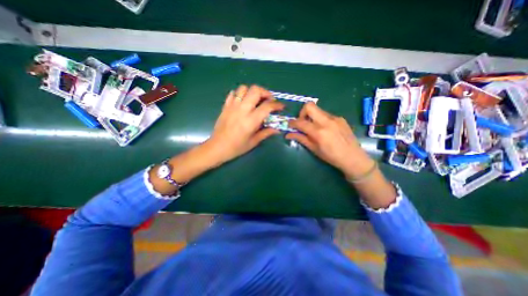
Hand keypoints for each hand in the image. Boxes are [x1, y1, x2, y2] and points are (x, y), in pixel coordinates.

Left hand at [203, 85, 284, 165]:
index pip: (267, 106)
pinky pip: (233, 93)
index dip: (277, 105)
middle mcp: (242, 110)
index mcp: (251, 120)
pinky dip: (240, 94)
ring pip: (243, 88)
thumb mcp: (253, 142)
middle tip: (268, 100)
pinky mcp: (225, 106)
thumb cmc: (236, 147)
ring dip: (252, 92)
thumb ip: (266, 133)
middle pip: (255, 90)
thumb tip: (277, 129)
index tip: (281, 107)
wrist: (217, 147)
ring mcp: (232, 106)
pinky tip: (243, 102)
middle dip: (265, 92)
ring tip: (255, 100)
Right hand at [285, 102, 374, 178]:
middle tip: (302, 122)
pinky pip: (326, 115)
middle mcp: (327, 121)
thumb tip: (288, 135)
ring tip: (314, 128)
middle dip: (302, 112)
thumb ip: (301, 139)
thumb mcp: (314, 149)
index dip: (292, 122)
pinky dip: (320, 119)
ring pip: (318, 110)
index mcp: (319, 132)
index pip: (301, 122)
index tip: (289, 125)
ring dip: (312, 116)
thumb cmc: (331, 157)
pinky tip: (324, 129)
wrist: (353, 158)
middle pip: (310, 106)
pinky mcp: (340, 118)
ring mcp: (335, 118)